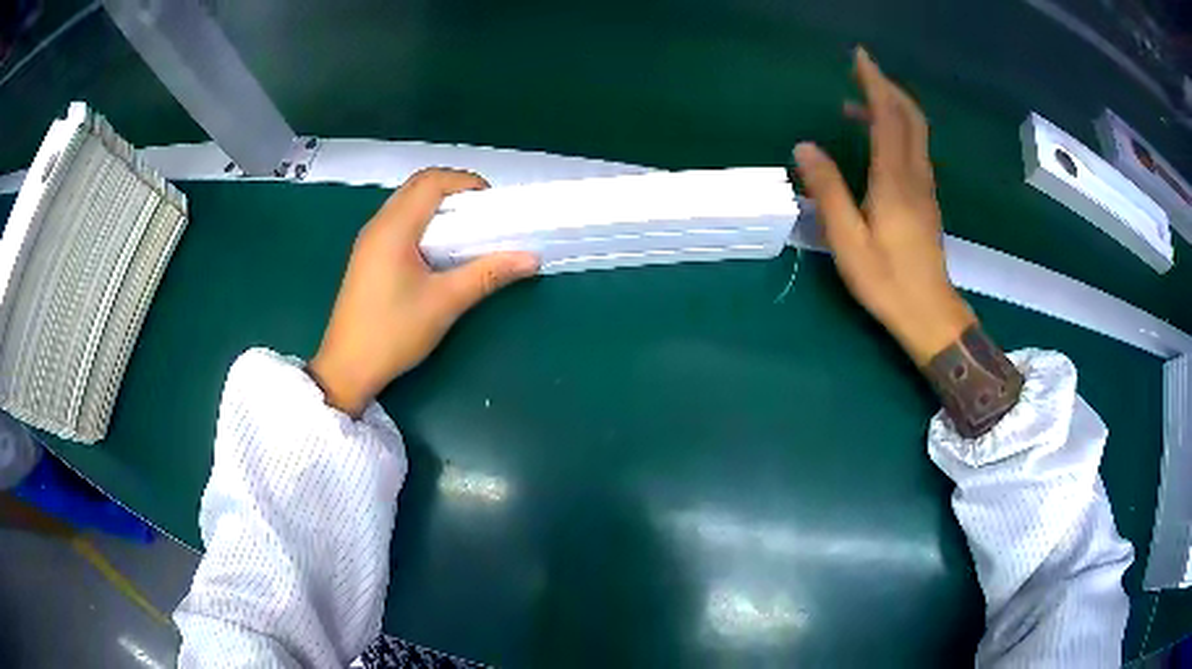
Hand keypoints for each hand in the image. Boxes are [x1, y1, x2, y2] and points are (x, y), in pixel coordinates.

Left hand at [308, 168, 538, 416]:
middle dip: (454, 191)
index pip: (432, 182)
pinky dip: (423, 223)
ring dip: (438, 207)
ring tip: (466, 231)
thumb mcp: (445, 302)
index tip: (494, 204)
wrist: (347, 368)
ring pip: (406, 203)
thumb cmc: (393, 333)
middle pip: (418, 186)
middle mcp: (378, 225)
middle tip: (484, 215)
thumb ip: (488, 274)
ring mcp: (369, 241)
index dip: (466, 182)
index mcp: (394, 228)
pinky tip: (439, 251)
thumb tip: (531, 259)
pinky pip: (398, 223)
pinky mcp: (367, 257)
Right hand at [794, 47, 974, 365]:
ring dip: (891, 108)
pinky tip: (877, 140)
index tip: (859, 57)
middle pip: (910, 117)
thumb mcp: (847, 239)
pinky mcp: (926, 199)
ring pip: (915, 132)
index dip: (874, 82)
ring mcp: (925, 187)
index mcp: (893, 179)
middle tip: (860, 71)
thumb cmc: (887, 280)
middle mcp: (914, 175)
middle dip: (887, 87)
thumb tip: (804, 146)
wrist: (930, 313)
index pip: (887, 116)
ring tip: (856, 104)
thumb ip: (827, 189)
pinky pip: (914, 149)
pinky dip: (897, 130)